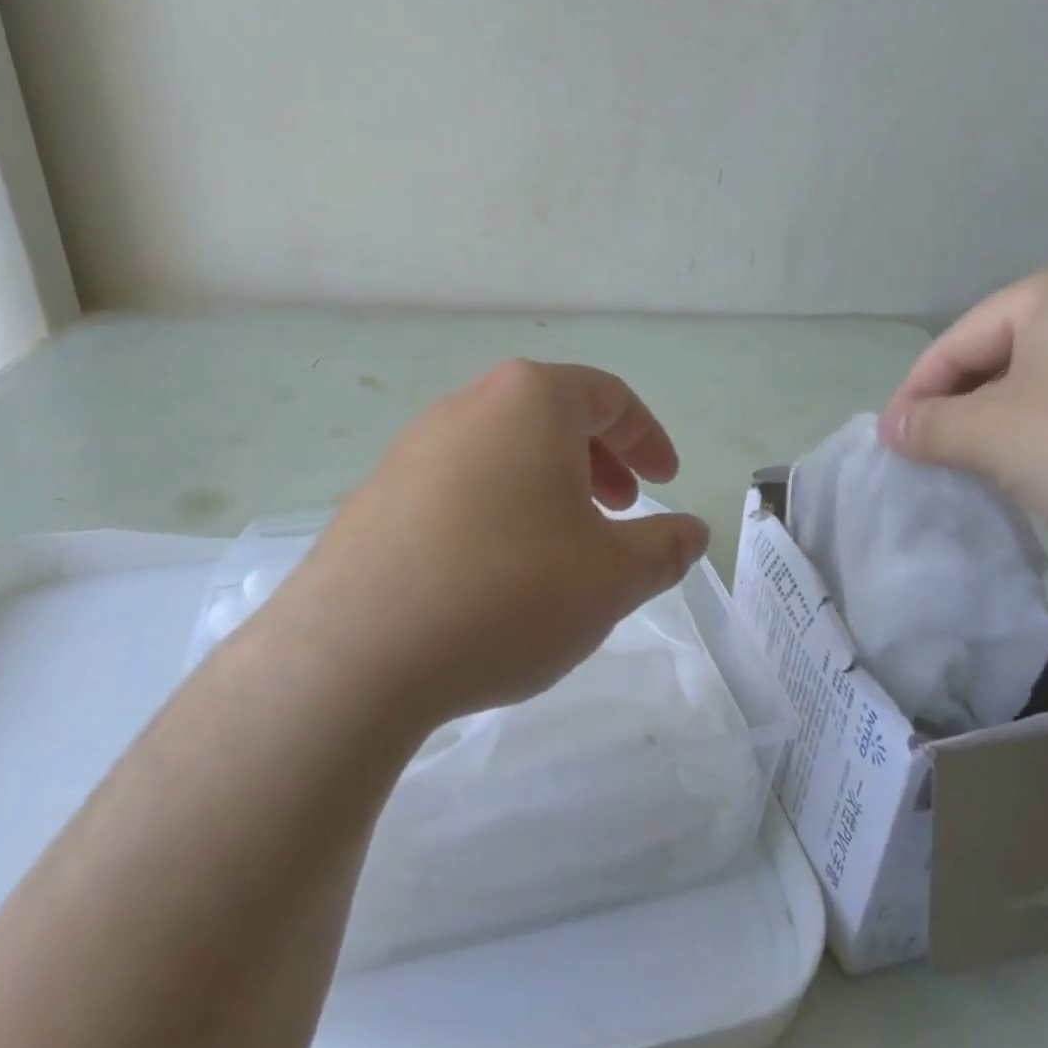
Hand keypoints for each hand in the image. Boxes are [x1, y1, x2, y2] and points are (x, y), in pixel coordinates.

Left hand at [265, 360, 710, 729]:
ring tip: (564, 543)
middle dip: (600, 459)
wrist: (355, 651)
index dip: (648, 438)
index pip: (608, 397)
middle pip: (552, 415)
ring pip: (504, 449)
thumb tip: (692, 532)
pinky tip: (496, 568)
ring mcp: (414, 446)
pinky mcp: (379, 492)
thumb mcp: (612, 577)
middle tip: (622, 509)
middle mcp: (469, 405)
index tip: (667, 482)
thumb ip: (664, 548)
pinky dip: (498, 507)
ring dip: (548, 484)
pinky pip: (459, 483)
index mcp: (531, 401)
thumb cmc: (508, 591)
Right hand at [877, 250, 1047, 594]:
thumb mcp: (994, 437)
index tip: (893, 445)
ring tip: (1007, 473)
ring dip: (1022, 425)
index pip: (960, 340)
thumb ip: (931, 427)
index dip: (916, 395)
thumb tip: (896, 429)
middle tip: (945, 460)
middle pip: (1013, 355)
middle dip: (970, 409)